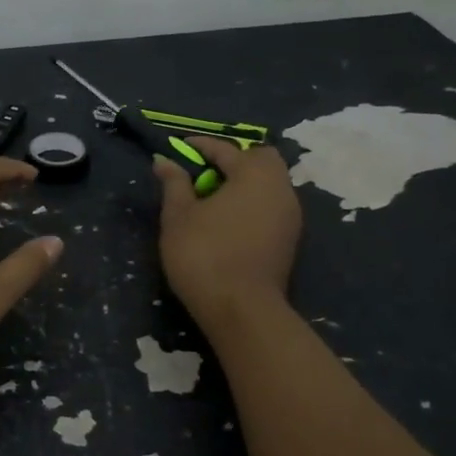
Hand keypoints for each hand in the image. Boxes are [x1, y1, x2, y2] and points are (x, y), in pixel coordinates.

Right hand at [154, 138, 301, 329]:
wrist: (241, 309)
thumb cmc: (204, 254)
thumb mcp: (178, 216)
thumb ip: (174, 184)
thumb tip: (165, 162)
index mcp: (254, 175)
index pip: (227, 149)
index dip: (202, 145)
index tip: (180, 147)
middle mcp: (280, 189)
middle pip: (262, 160)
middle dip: (235, 160)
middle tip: (205, 173)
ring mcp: (290, 216)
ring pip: (270, 184)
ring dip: (245, 183)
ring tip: (213, 198)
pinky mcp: (290, 239)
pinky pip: (272, 206)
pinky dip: (252, 203)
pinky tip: (229, 219)